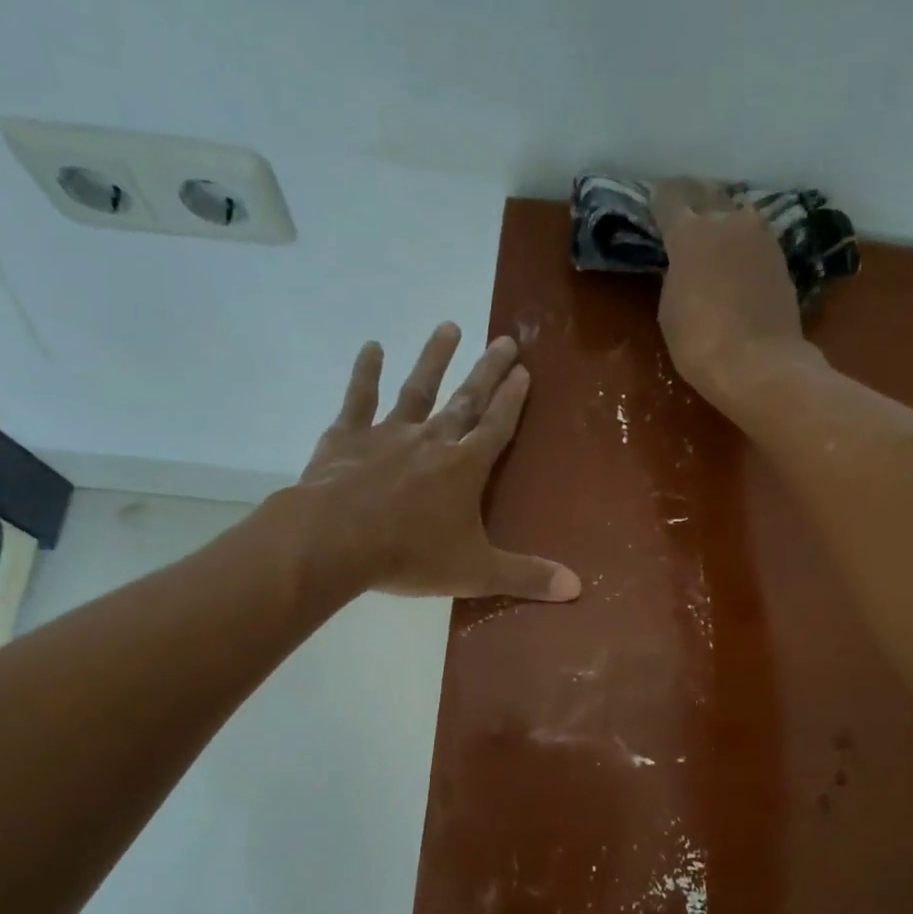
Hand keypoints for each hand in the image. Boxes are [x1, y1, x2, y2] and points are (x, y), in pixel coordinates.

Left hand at [293, 322, 580, 601]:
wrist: (335, 540)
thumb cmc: (410, 555)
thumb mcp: (476, 572)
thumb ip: (526, 577)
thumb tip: (577, 587)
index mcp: (465, 468)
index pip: (497, 426)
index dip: (513, 400)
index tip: (524, 371)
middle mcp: (432, 440)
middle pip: (466, 400)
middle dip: (488, 370)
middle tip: (505, 339)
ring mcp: (388, 434)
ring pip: (418, 389)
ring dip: (435, 358)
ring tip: (449, 326)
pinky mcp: (347, 437)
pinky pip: (359, 399)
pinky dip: (366, 373)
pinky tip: (372, 347)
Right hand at [651, 179, 813, 403]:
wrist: (760, 365)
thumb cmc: (700, 342)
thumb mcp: (670, 309)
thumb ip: (675, 275)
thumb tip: (685, 265)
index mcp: (691, 232)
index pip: (669, 198)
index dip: (659, 201)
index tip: (654, 205)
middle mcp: (729, 221)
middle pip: (708, 195)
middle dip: (693, 201)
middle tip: (684, 212)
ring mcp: (761, 237)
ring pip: (737, 216)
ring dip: (724, 223)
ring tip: (714, 239)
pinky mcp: (782, 259)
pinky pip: (755, 241)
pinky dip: (743, 247)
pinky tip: (737, 263)